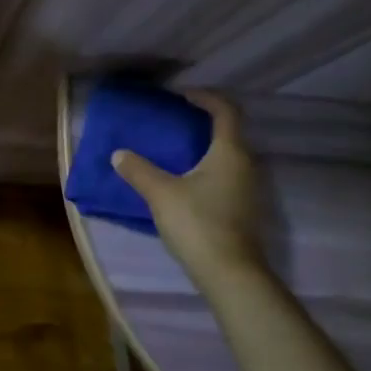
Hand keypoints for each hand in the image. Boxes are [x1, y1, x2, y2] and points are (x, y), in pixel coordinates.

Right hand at [110, 91, 263, 283]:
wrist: (231, 274)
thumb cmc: (198, 223)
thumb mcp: (161, 194)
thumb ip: (139, 170)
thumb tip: (119, 154)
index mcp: (230, 152)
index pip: (225, 111)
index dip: (205, 97)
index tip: (182, 96)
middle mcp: (247, 164)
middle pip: (230, 133)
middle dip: (204, 124)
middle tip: (175, 123)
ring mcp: (251, 189)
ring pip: (230, 157)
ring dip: (207, 149)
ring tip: (178, 153)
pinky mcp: (247, 210)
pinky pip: (229, 177)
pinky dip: (211, 170)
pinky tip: (189, 184)